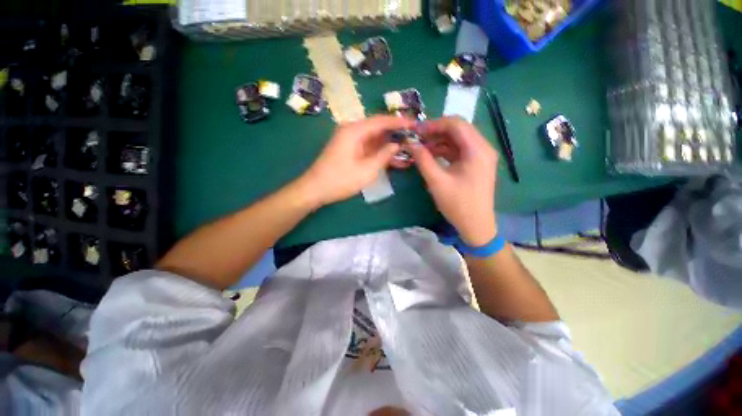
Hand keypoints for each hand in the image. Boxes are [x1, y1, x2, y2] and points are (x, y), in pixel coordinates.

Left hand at [298, 115, 414, 206]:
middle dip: (396, 133)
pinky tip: (392, 158)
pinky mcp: (349, 150)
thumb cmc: (341, 180)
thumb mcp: (367, 170)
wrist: (316, 189)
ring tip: (407, 149)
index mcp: (354, 131)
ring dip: (389, 144)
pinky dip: (379, 152)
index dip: (399, 121)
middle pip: (378, 128)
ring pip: (374, 139)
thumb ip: (384, 155)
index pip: (381, 121)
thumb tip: (396, 145)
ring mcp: (349, 141)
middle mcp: (352, 131)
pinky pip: (368, 147)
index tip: (415, 123)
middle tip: (413, 137)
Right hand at [411, 117, 498, 246]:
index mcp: (477, 150)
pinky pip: (458, 150)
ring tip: (420, 148)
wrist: (476, 225)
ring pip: (457, 140)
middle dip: (435, 132)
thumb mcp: (437, 181)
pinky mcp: (476, 164)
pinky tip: (430, 156)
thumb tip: (410, 144)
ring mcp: (480, 156)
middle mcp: (483, 148)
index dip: (434, 124)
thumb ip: (423, 160)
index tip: (416, 131)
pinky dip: (444, 151)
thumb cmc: (458, 204)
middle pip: (458, 129)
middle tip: (416, 138)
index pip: (456, 124)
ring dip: (438, 141)